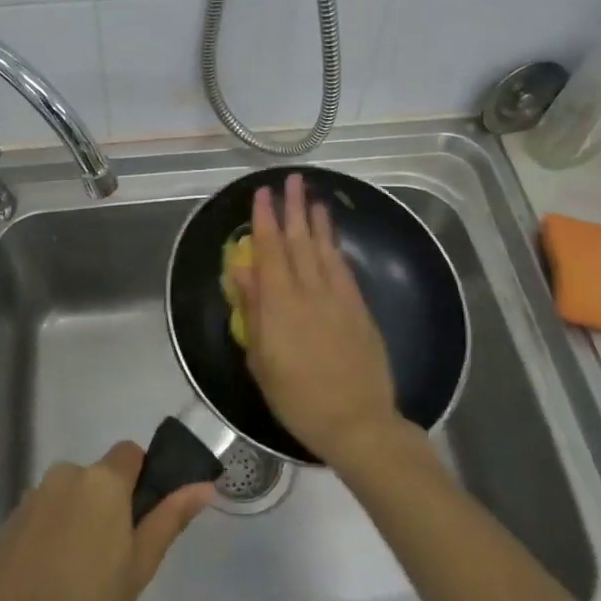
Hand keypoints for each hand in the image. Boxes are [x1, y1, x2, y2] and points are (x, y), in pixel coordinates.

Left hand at [0, 442, 212, 600]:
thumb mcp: (139, 568)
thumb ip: (169, 519)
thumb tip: (204, 485)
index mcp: (102, 480)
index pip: (131, 454)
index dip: (142, 480)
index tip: (143, 521)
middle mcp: (66, 475)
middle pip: (99, 478)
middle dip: (109, 507)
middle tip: (115, 561)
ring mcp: (33, 497)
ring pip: (71, 498)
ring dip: (80, 521)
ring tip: (80, 577)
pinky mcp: (10, 522)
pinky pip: (45, 515)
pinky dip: (53, 536)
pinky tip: (51, 580)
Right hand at [233, 173, 404, 469]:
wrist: (356, 421)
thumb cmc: (297, 397)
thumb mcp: (261, 360)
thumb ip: (253, 311)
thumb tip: (241, 271)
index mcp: (279, 304)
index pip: (269, 250)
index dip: (265, 219)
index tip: (263, 193)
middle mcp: (308, 291)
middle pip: (298, 241)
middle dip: (293, 208)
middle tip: (292, 179)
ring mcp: (337, 297)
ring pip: (323, 248)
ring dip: (316, 220)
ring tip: (312, 196)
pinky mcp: (358, 308)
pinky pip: (343, 267)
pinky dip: (335, 246)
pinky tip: (331, 235)